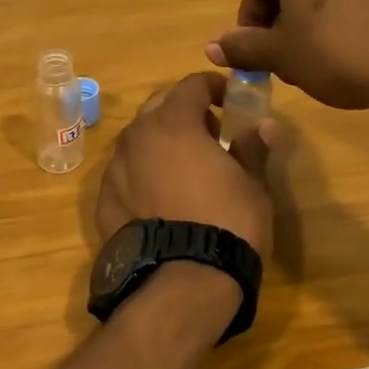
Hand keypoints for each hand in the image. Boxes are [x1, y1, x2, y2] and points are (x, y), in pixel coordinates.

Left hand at [96, 73, 273, 257]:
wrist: (180, 283)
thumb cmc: (226, 224)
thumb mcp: (251, 185)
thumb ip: (252, 148)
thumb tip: (264, 125)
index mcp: (174, 123)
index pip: (191, 85)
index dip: (213, 86)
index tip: (229, 98)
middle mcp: (138, 137)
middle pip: (159, 106)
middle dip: (184, 109)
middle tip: (210, 131)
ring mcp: (116, 169)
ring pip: (138, 139)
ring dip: (160, 140)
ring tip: (185, 166)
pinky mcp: (104, 200)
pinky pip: (126, 172)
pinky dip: (143, 172)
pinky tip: (160, 197)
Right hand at [207, 0, 368, 125]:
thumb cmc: (338, 52)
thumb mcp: (282, 54)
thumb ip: (243, 46)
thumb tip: (212, 47)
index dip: (250, 27)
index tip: (256, 58)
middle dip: (280, 19)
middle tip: (285, 58)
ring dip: (309, 16)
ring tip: (316, 54)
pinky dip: (340, 11)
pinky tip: (347, 43)